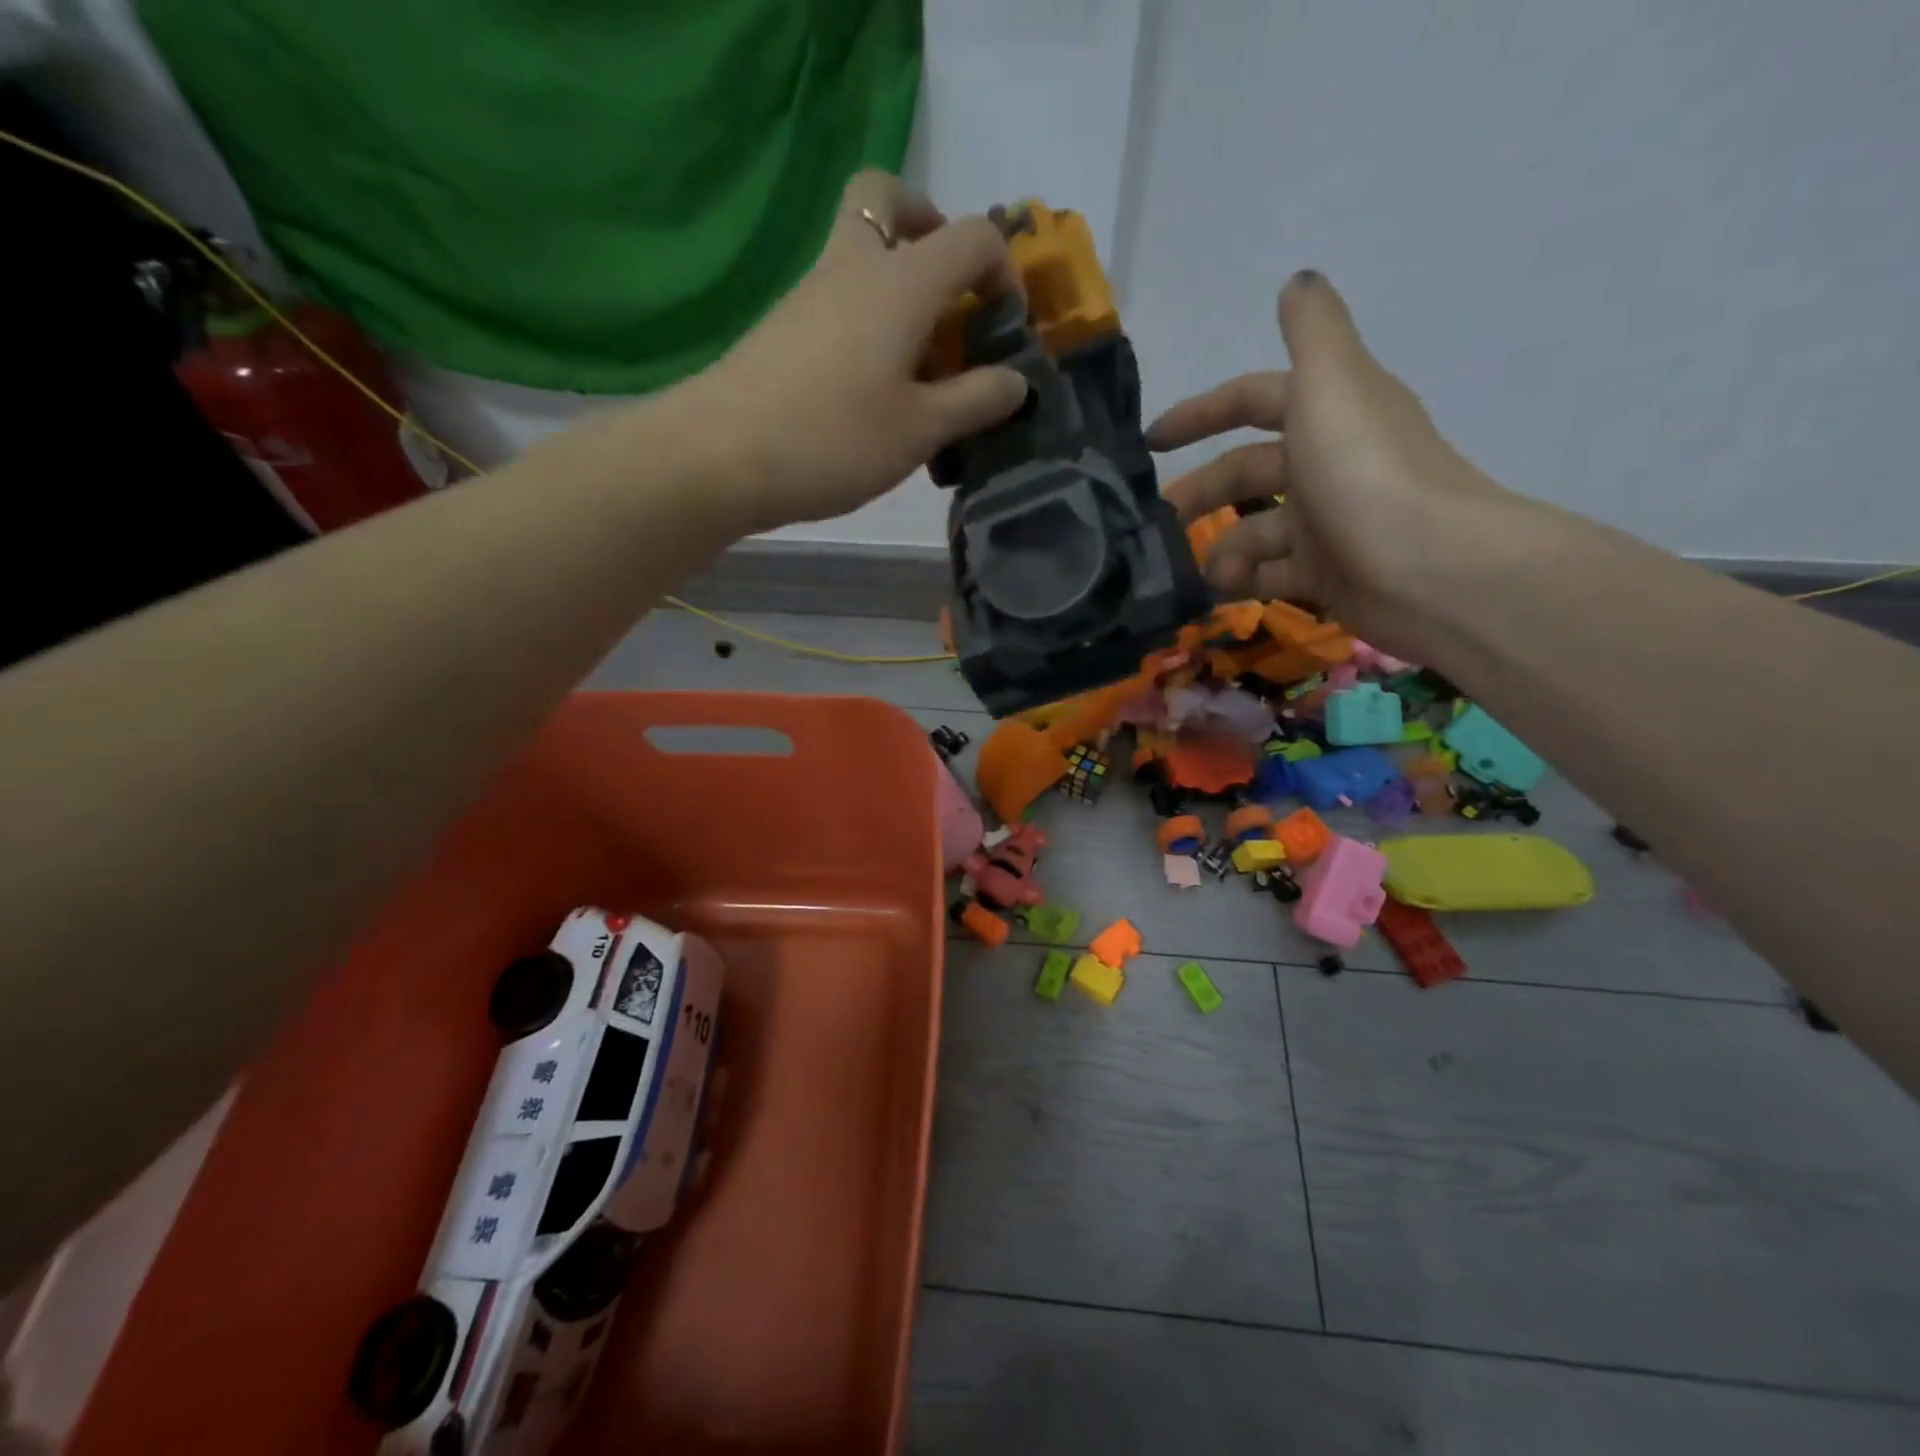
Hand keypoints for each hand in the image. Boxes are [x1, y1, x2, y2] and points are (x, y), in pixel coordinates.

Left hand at [687, 171, 1028, 532]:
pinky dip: (870, 324)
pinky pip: (840, 300)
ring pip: (863, 255)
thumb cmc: (833, 439)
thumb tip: (1017, 381)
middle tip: (949, 298)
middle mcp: (853, 266)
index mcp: (900, 281)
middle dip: (930, 232)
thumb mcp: (921, 429)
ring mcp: (811, 294)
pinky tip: (877, 393)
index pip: (971, 237)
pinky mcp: (785, 328)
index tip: (1007, 331)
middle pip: (889, 201)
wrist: (719, 456)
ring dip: (902, 292)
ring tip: (921, 375)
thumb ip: (976, 400)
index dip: (1004, 273)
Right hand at [1147, 271, 1521, 656]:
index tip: (1150, 442)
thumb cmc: (1365, 473)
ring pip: (1253, 530)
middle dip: (1200, 493)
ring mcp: (1326, 523)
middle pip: (1245, 473)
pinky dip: (1241, 581)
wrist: (1428, 569)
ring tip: (1204, 572)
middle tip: (1158, 522)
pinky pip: (1267, 573)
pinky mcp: (1325, 574)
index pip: (1252, 401)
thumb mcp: (1332, 384)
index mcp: (1327, 412)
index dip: (1201, 413)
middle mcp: (1325, 463)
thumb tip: (1297, 281)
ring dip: (1221, 547)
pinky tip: (1220, 591)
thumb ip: (1311, 331)